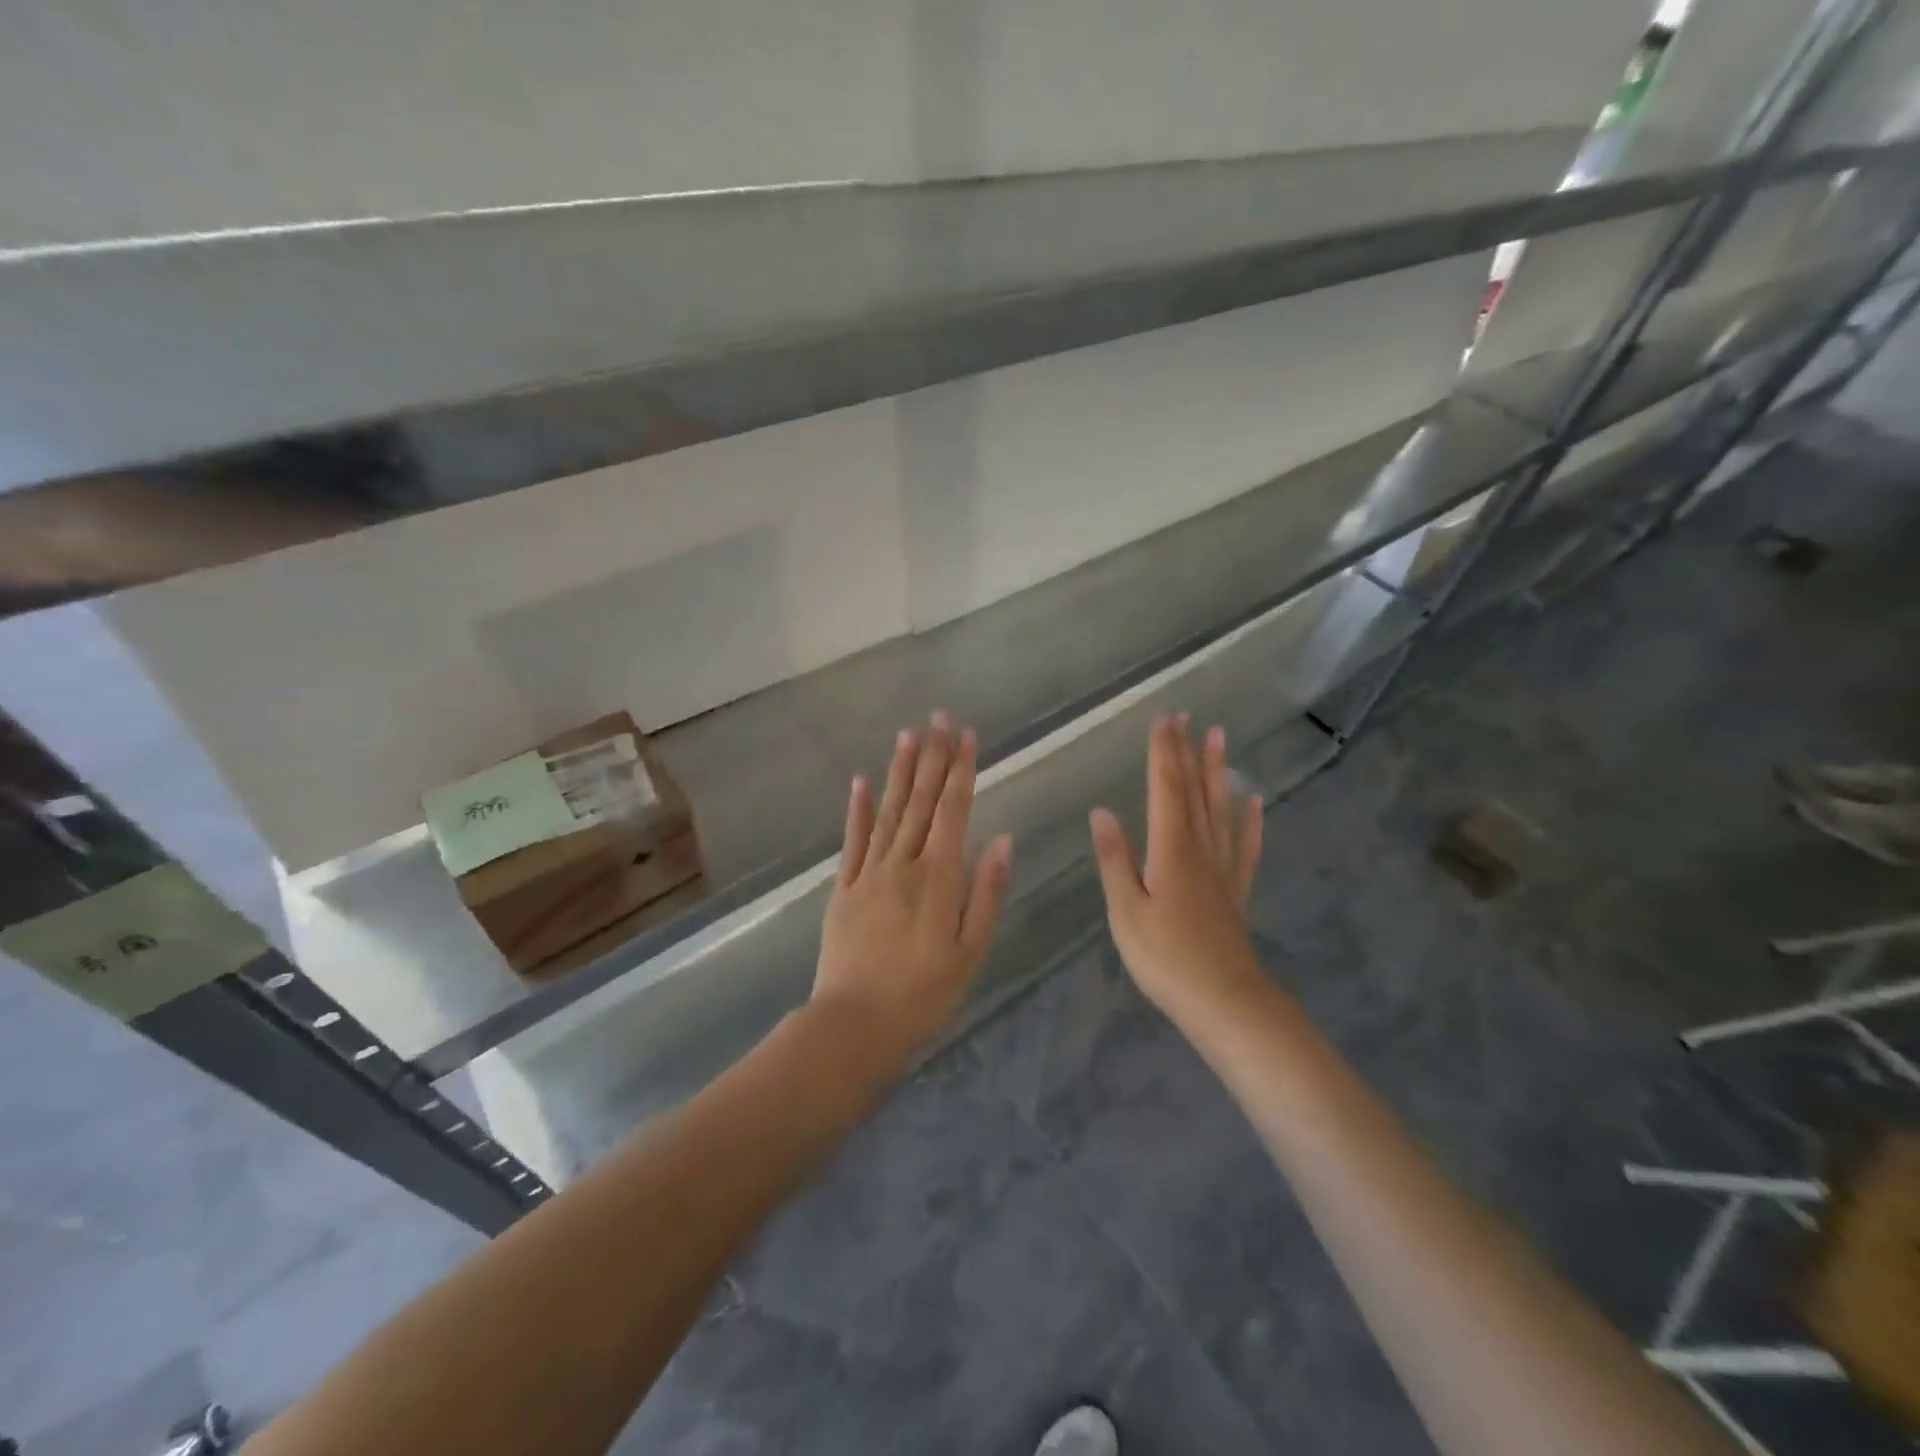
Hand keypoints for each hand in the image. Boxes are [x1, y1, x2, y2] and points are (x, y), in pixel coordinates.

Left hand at [812, 712, 1013, 1066]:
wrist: (854, 1024)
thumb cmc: (923, 994)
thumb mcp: (970, 951)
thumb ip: (986, 893)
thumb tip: (1002, 840)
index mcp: (938, 878)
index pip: (953, 811)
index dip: (960, 771)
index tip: (965, 735)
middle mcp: (903, 864)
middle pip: (920, 802)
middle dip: (932, 757)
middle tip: (938, 718)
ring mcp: (869, 873)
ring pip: (888, 812)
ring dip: (899, 772)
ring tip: (907, 735)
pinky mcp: (844, 888)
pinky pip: (853, 841)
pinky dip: (858, 810)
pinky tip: (861, 782)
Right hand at [1089, 716, 1265, 1026]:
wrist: (1223, 1001)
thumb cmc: (1165, 958)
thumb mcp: (1125, 911)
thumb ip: (1115, 860)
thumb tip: (1101, 812)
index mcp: (1170, 851)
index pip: (1165, 791)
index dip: (1163, 755)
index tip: (1163, 721)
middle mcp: (1200, 850)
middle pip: (1194, 792)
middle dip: (1188, 753)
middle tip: (1189, 717)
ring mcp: (1222, 870)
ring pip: (1220, 810)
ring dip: (1218, 773)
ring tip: (1220, 739)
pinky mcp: (1235, 891)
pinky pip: (1244, 846)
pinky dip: (1248, 820)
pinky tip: (1253, 801)